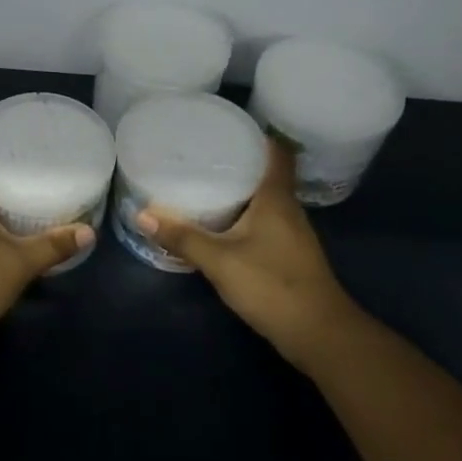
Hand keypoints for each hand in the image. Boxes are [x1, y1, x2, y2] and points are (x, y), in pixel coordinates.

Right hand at [138, 138, 361, 365]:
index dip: (258, 135)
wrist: (319, 335)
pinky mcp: (287, 256)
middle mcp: (288, 210)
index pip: (277, 153)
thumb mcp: (219, 260)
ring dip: (240, 190)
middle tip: (201, 153)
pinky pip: (262, 222)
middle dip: (238, 161)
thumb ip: (182, 237)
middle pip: (267, 174)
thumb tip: (142, 214)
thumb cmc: (272, 285)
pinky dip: (242, 216)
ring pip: (264, 200)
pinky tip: (219, 223)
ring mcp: (291, 235)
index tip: (229, 125)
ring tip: (203, 181)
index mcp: (276, 199)